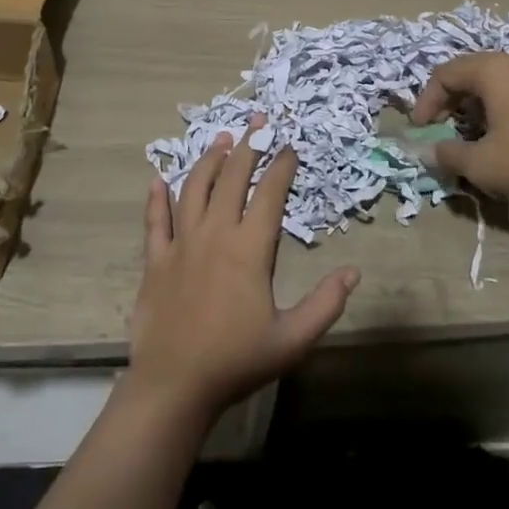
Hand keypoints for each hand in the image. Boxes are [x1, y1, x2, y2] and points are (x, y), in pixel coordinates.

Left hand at [130, 118, 359, 419]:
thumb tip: (354, 271)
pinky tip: (157, 178)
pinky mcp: (156, 259)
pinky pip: (155, 220)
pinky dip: (156, 197)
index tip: (290, 146)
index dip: (282, 166)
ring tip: (221, 139)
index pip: (269, 194)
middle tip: (258, 121)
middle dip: (248, 145)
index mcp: (249, 248)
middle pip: (232, 178)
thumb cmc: (236, 361)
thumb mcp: (292, 340)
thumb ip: (325, 304)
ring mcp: (181, 243)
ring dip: (209, 160)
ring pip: (194, 188)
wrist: (174, 386)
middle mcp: (215, 234)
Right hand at [411, 53, 508, 204]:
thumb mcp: (483, 165)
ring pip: (493, 81)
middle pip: (468, 72)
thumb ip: (449, 156)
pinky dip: (498, 106)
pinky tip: (505, 135)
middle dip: (448, 101)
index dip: (426, 101)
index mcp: (491, 70)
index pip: (444, 74)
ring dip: (474, 104)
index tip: (421, 131)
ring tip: (471, 133)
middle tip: (441, 128)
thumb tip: (431, 151)